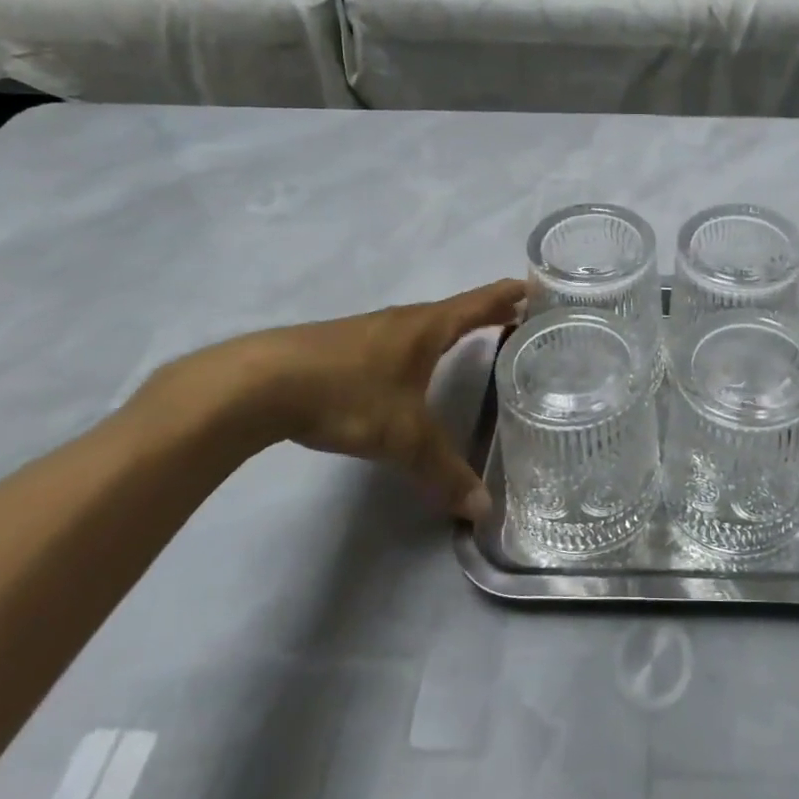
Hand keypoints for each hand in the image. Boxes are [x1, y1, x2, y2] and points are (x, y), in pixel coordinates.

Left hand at [152, 279, 525, 520]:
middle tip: (521, 318)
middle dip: (490, 311)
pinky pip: (401, 339)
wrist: (259, 383)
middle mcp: (405, 321)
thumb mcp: (403, 437)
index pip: (481, 302)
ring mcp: (373, 331)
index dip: (511, 293)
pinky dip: (425, 344)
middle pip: (458, 309)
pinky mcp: (345, 347)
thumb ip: (443, 472)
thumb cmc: (347, 394)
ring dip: (456, 327)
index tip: (538, 287)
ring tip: (477, 340)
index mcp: (429, 327)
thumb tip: (482, 511)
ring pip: (427, 324)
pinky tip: (416, 367)